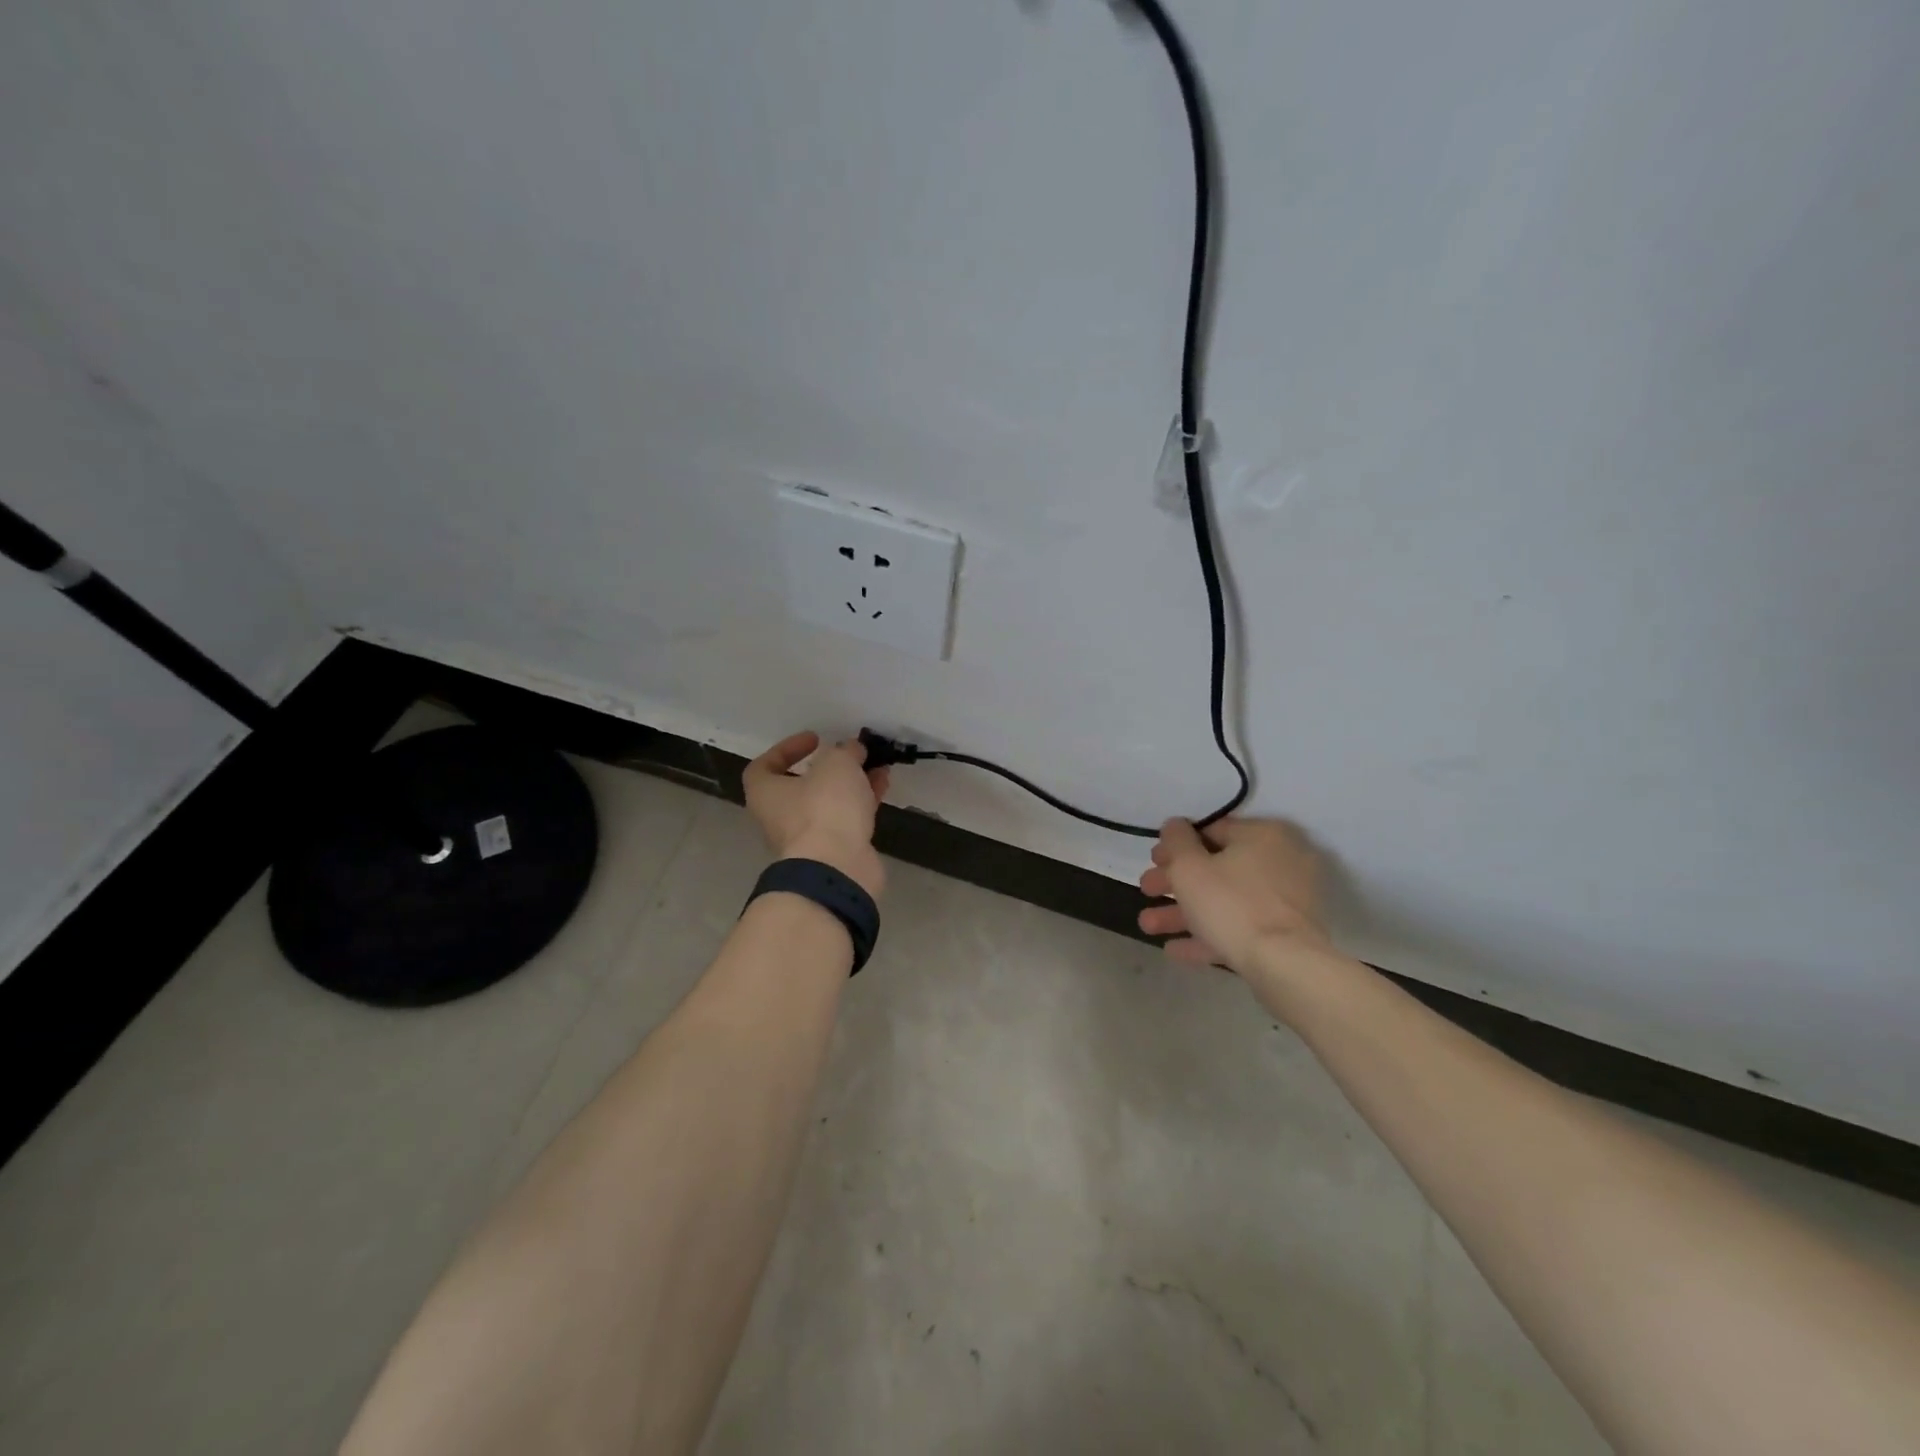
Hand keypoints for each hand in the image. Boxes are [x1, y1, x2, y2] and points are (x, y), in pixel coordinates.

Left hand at [743, 731, 889, 899]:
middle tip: (851, 754)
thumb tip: (851, 750)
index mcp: (766, 794)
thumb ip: (844, 751)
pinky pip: (847, 819)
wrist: (837, 868)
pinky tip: (882, 786)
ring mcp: (808, 837)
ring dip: (851, 783)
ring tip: (876, 766)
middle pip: (802, 786)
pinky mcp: (834, 851)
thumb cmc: (823, 808)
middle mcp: (780, 817)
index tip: (815, 740)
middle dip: (829, 768)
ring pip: (829, 803)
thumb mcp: (836, 764)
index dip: (786, 749)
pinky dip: (862, 802)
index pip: (764, 766)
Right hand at [1136, 817, 1329, 973]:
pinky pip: (1242, 926)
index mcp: (1263, 835)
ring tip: (1148, 927)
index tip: (1152, 862)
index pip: (1211, 831)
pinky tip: (1175, 949)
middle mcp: (1281, 861)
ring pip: (1226, 900)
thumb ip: (1176, 840)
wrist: (1285, 965)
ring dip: (1184, 912)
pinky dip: (1209, 934)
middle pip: (1216, 867)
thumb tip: (1175, 826)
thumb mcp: (1189, 866)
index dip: (1176, 846)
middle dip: (1174, 883)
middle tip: (1146, 891)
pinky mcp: (1287, 934)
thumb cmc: (1231, 904)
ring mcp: (1288, 900)